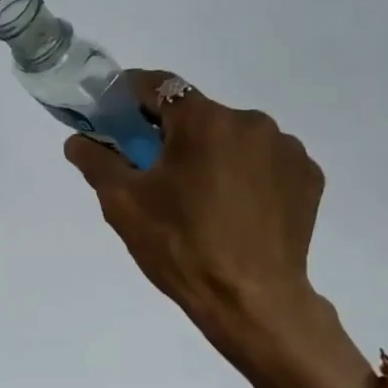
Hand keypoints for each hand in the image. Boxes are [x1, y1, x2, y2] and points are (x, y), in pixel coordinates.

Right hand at [63, 71, 375, 387]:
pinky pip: (264, 161)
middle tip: (154, 172)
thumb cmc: (180, 246)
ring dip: (212, 154)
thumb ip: (96, 161)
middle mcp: (251, 122)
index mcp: (204, 121)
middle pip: (198, 115)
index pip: (159, 85)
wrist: (252, 302)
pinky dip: (245, 174)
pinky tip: (234, 209)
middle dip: (172, 134)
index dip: (130, 96)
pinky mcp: (308, 177)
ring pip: (233, 138)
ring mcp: (287, 149)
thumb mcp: (123, 203)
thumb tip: (78, 140)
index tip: (115, 117)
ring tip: (200, 199)